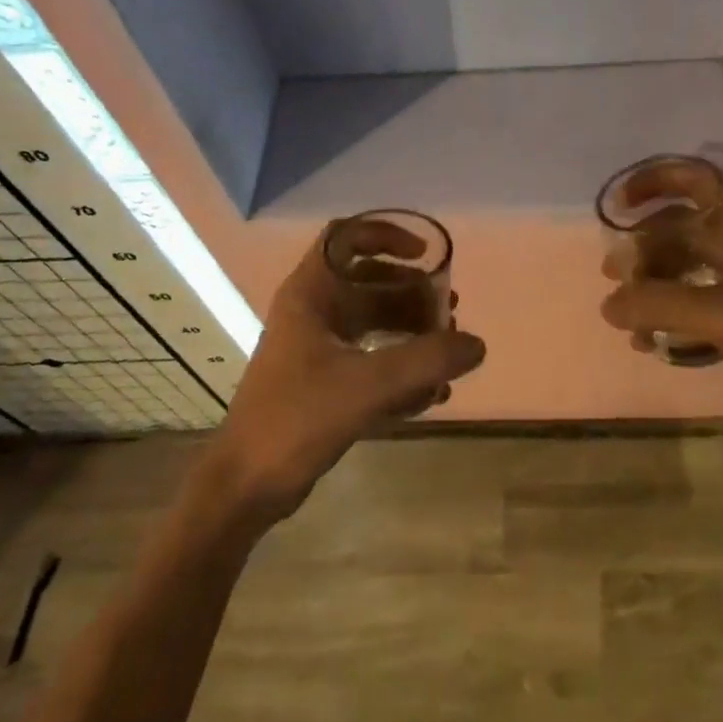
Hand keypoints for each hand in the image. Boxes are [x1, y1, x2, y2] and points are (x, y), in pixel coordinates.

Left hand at [204, 223, 486, 522]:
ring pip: (373, 322)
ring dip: (411, 331)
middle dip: (412, 294)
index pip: (346, 237)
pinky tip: (431, 394)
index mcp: (310, 294)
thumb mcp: (366, 386)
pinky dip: (400, 367)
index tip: (424, 255)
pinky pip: (370, 359)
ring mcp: (316, 348)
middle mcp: (312, 312)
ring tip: (448, 352)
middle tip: (449, 311)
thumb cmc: (296, 420)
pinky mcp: (322, 382)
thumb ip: (426, 362)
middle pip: (369, 282)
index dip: (387, 235)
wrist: (245, 486)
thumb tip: (477, 344)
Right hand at [599, 169, 722, 429]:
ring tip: (628, 319)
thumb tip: (608, 305)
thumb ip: (659, 305)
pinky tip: (652, 340)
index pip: (692, 178)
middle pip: (680, 226)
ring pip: (686, 263)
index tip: (617, 206)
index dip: (651, 182)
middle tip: (613, 276)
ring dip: (654, 285)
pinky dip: (673, 311)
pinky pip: (698, 295)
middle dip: (644, 249)